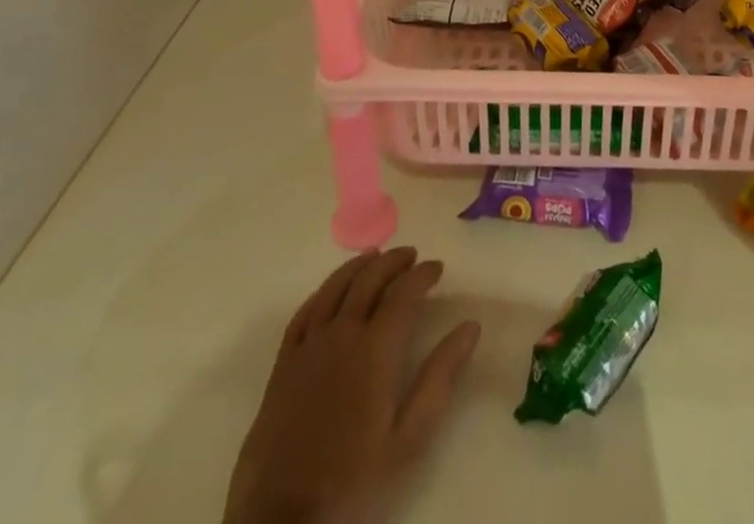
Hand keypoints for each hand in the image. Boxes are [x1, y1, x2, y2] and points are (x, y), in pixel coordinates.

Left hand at [224, 248, 480, 523]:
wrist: (283, 522)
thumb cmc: (354, 481)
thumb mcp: (409, 438)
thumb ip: (440, 377)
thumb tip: (470, 327)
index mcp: (374, 349)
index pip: (404, 293)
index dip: (423, 274)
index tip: (438, 268)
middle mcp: (341, 335)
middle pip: (368, 279)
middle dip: (393, 261)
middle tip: (412, 255)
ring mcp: (308, 347)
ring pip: (335, 287)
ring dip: (358, 267)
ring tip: (376, 257)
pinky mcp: (282, 366)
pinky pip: (304, 313)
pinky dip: (323, 291)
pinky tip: (331, 290)